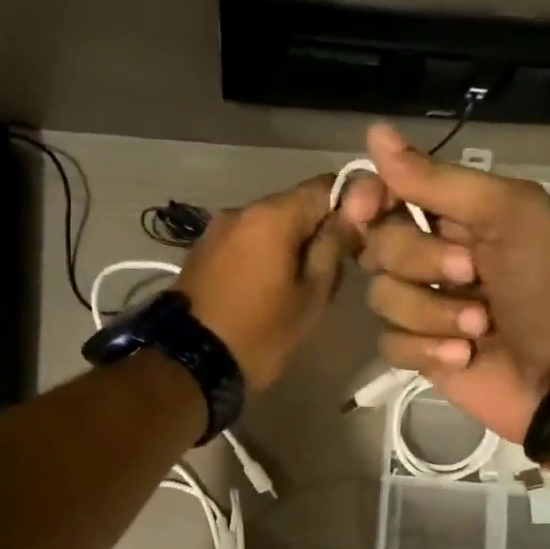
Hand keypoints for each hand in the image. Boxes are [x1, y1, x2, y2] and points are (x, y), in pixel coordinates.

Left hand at [176, 175, 358, 391]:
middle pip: (294, 204)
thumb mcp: (311, 297)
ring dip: (289, 242)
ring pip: (268, 223)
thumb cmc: (261, 333)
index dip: (349, 204)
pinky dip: (263, 252)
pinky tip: (267, 285)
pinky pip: (245, 239)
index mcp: (272, 216)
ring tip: (298, 282)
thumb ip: (332, 249)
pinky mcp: (202, 249)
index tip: (358, 236)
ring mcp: (217, 228)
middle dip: (317, 228)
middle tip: (332, 268)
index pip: (324, 185)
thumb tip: (347, 219)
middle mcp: (242, 210)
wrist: (191, 363)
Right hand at [338, 124, 549, 440]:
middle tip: (471, 273)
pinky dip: (426, 350)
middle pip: (378, 245)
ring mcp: (426, 307)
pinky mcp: (422, 354)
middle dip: (421, 261)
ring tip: (479, 326)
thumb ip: (438, 179)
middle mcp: (434, 256)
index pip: (387, 192)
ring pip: (381, 297)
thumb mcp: (508, 213)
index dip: (368, 198)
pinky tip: (464, 357)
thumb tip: (373, 131)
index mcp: (456, 214)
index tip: (367, 209)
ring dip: (431, 312)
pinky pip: (389, 343)